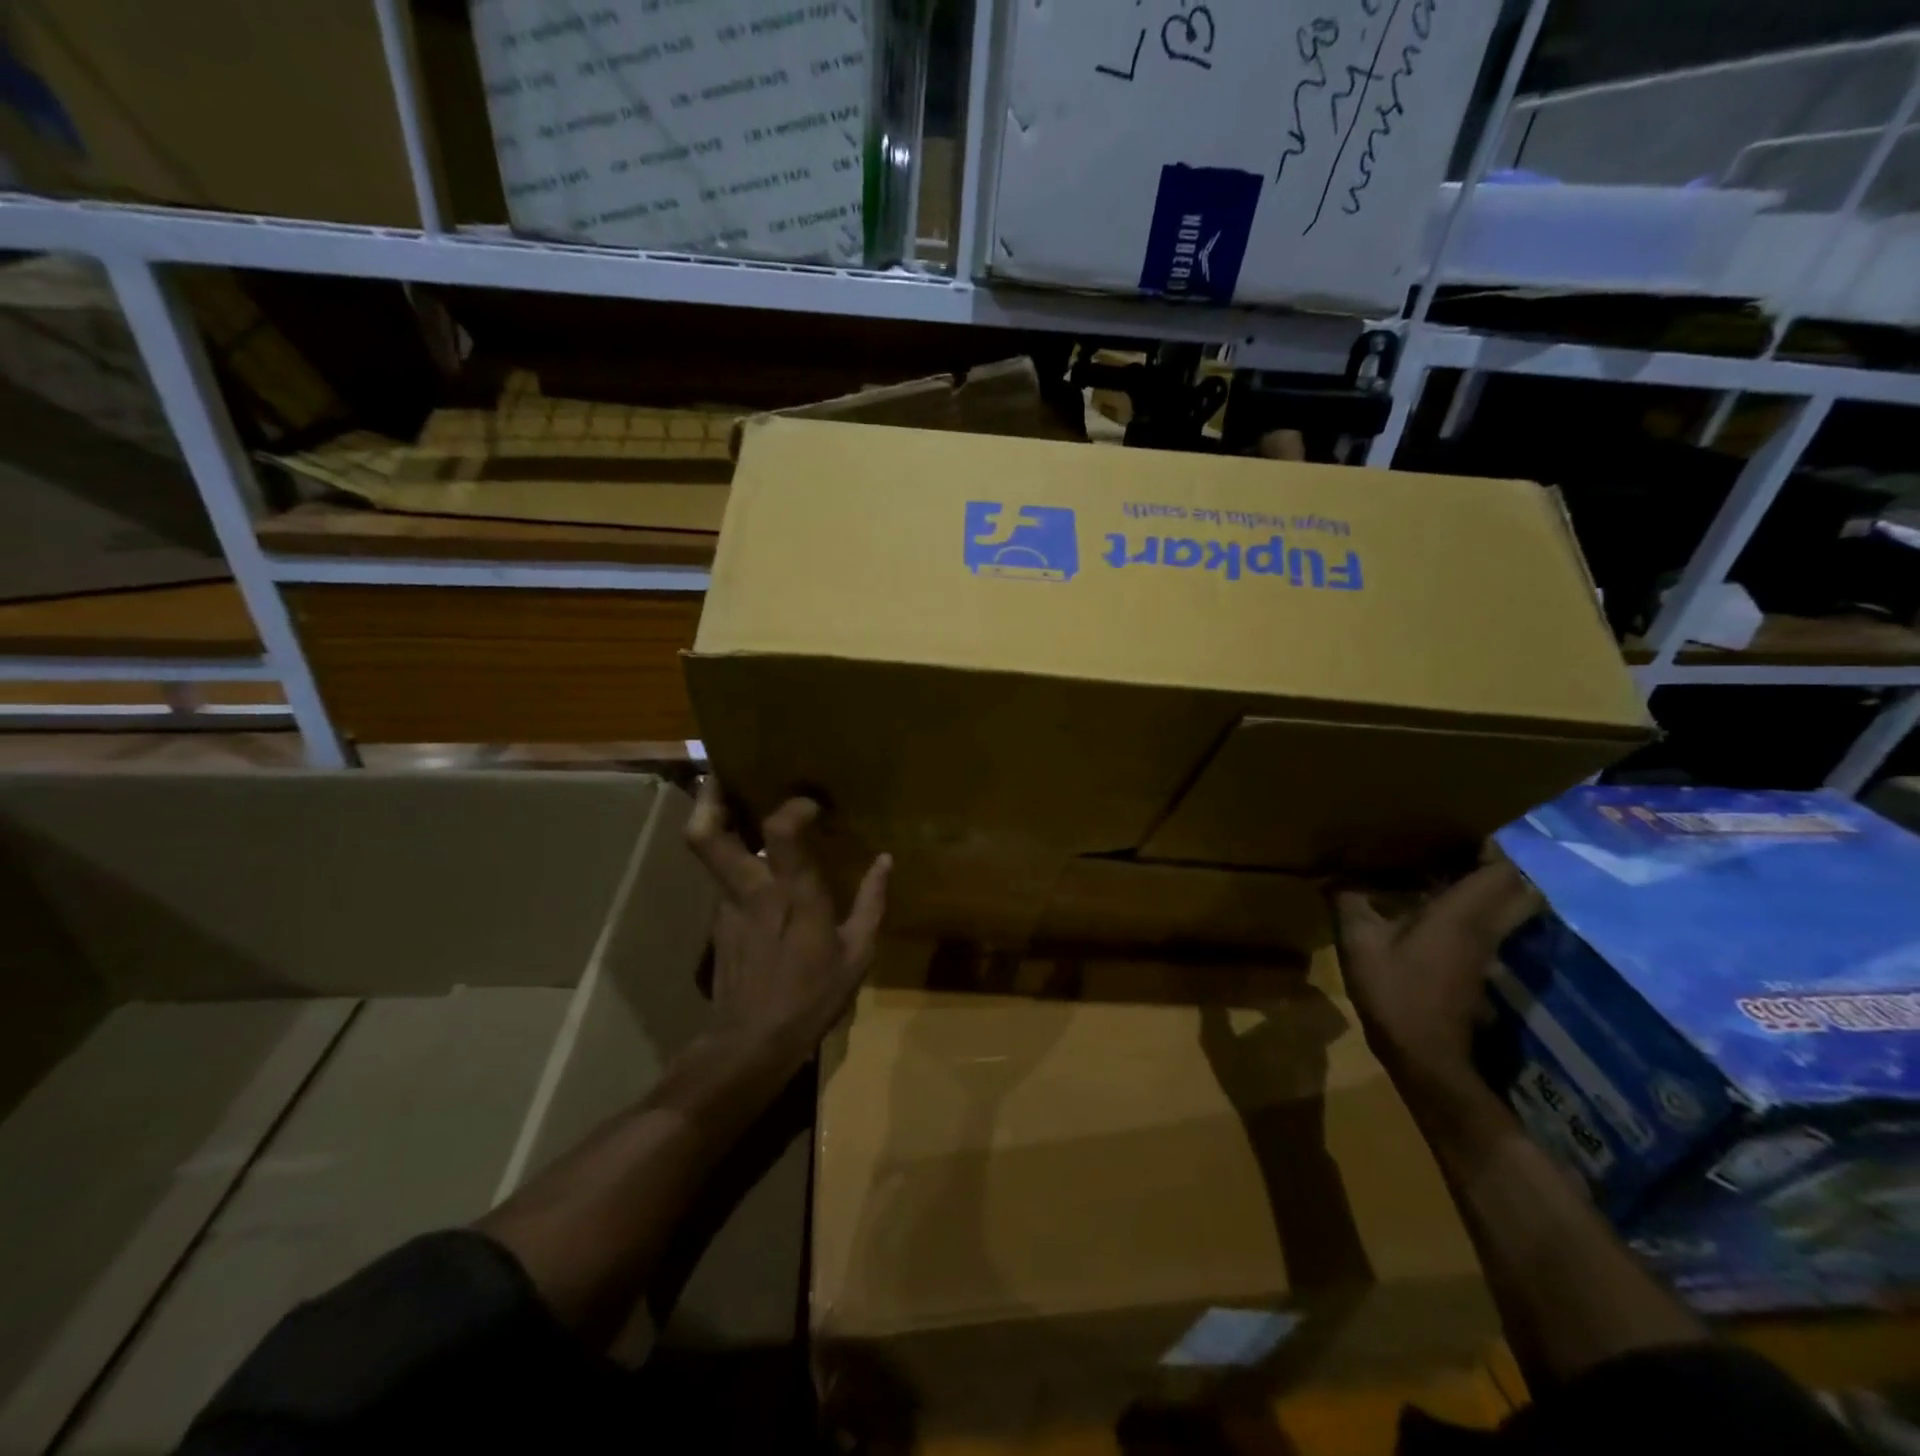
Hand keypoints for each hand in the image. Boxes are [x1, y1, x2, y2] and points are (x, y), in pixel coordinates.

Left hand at [685, 777, 890, 1054]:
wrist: (751, 1044)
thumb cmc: (811, 997)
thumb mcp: (857, 954)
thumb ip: (872, 902)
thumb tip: (886, 861)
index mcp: (791, 894)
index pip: (780, 831)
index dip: (792, 806)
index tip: (810, 802)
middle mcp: (750, 890)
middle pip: (706, 835)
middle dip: (709, 797)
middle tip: (723, 770)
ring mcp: (725, 905)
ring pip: (707, 852)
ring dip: (717, 821)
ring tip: (737, 801)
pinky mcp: (717, 922)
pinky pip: (721, 877)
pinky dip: (732, 858)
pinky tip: (754, 863)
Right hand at [1332, 860, 1540, 1090]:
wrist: (1424, 1053)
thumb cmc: (1395, 992)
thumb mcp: (1359, 941)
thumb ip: (1348, 902)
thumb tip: (1332, 875)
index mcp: (1462, 915)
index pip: (1502, 871)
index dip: (1490, 844)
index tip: (1459, 827)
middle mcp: (1484, 927)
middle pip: (1518, 887)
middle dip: (1496, 861)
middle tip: (1455, 846)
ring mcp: (1485, 949)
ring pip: (1505, 906)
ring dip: (1484, 883)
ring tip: (1439, 866)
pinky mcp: (1476, 964)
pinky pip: (1487, 922)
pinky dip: (1470, 905)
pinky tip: (1428, 902)